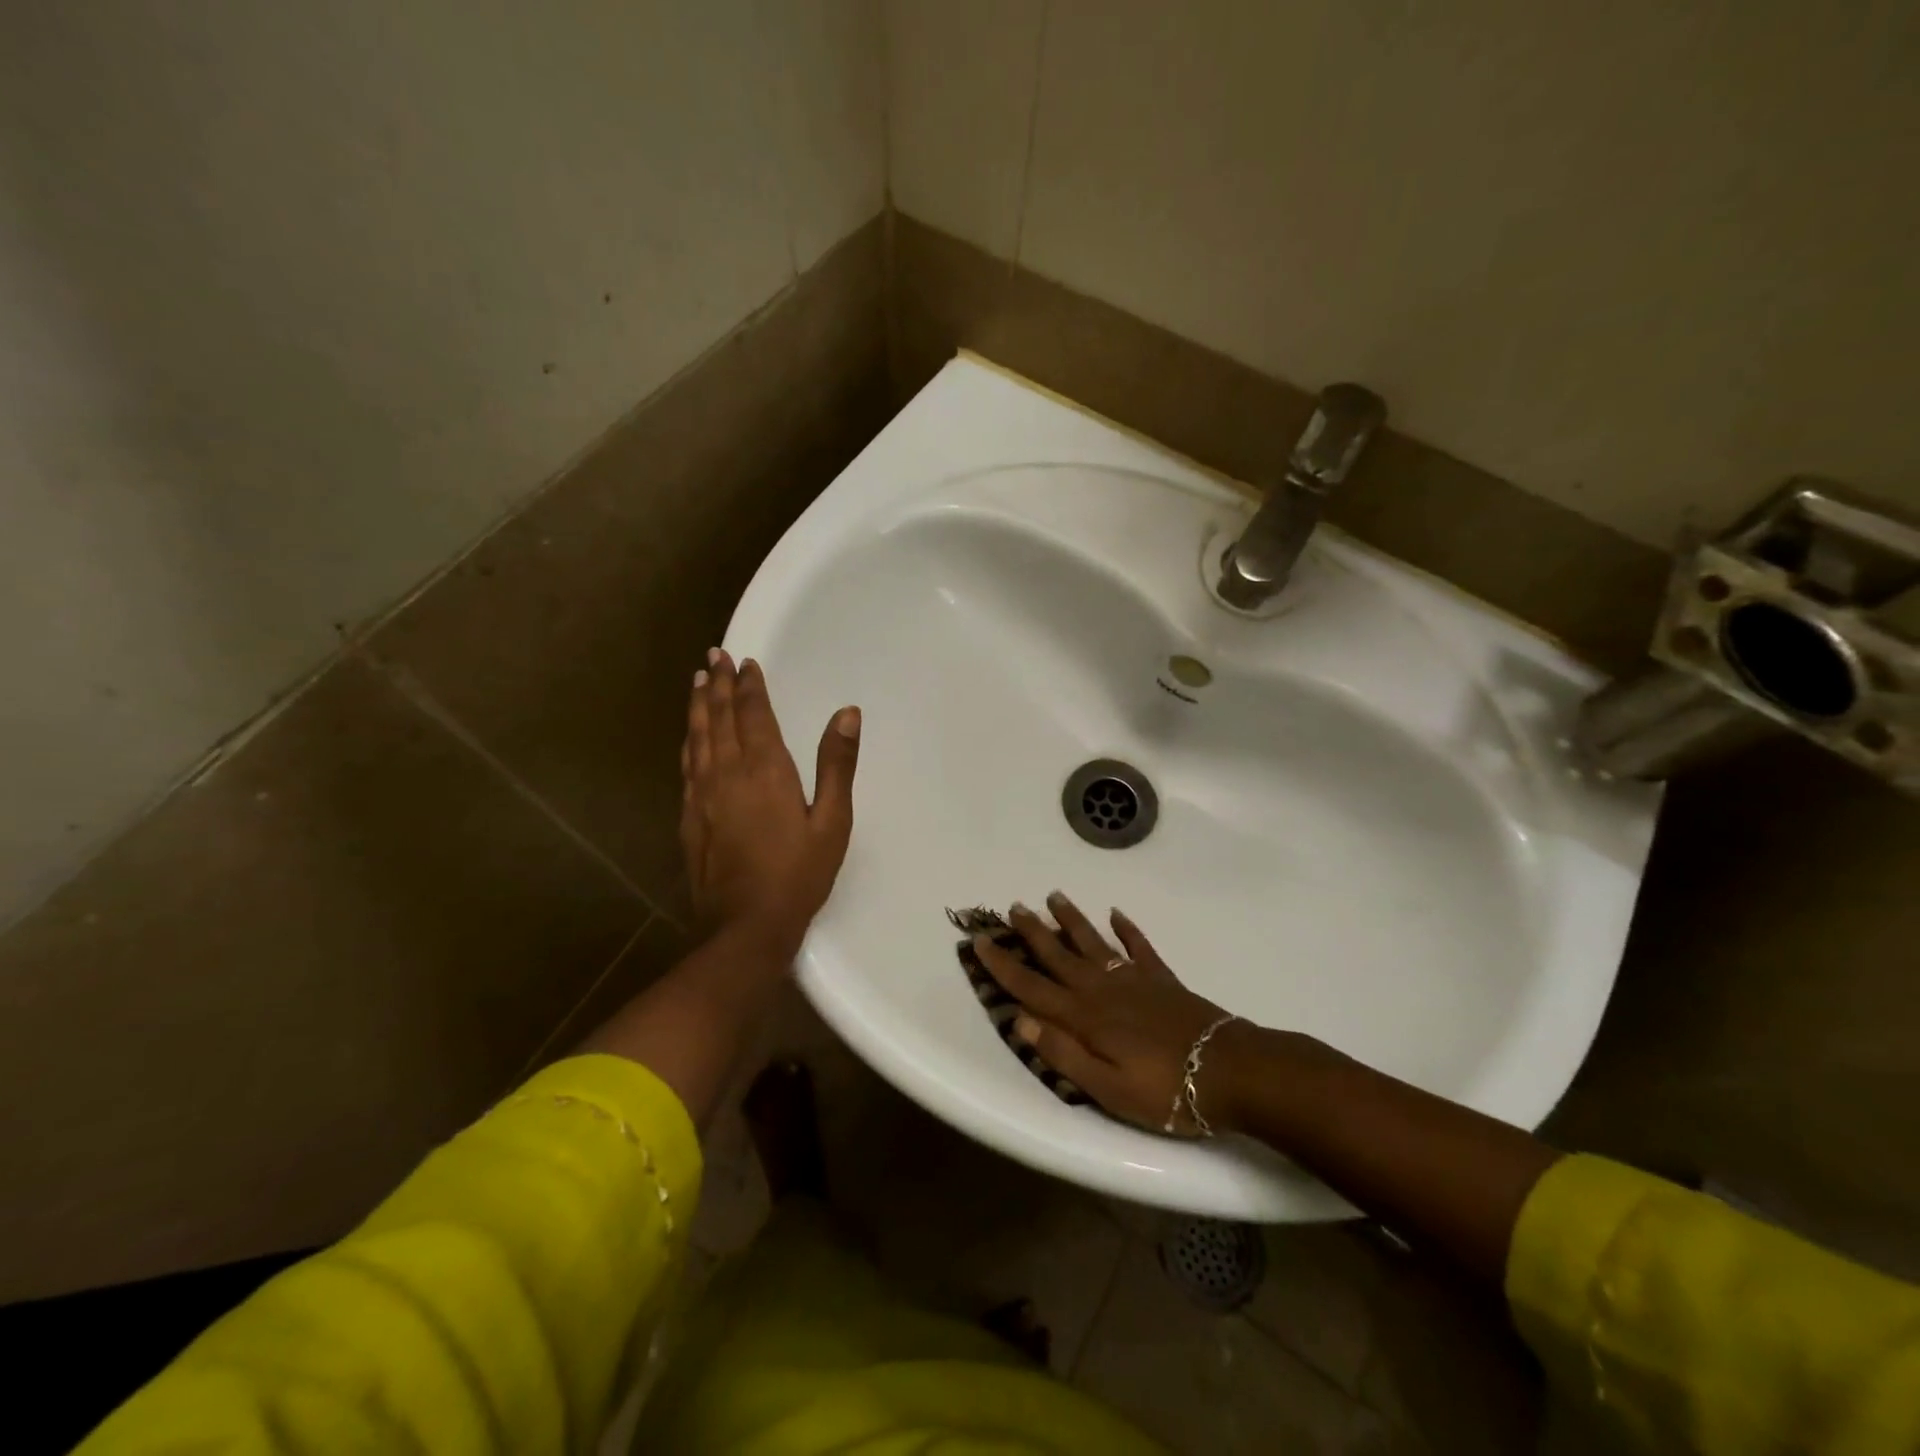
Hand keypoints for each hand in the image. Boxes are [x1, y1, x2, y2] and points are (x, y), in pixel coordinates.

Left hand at [680, 650, 859, 952]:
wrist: (745, 925)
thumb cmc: (798, 873)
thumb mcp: (833, 821)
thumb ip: (837, 764)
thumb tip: (847, 712)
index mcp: (765, 770)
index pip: (754, 715)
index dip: (749, 686)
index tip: (744, 661)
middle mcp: (727, 773)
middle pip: (720, 718)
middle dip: (719, 685)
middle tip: (714, 656)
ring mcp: (702, 795)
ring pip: (698, 737)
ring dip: (699, 706)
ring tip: (699, 681)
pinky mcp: (688, 816)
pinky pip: (687, 764)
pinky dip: (689, 740)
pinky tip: (690, 734)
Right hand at [972, 892, 1245, 1136]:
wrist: (1229, 1071)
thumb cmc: (1164, 1091)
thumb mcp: (1107, 1089)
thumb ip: (1063, 1054)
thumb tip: (1020, 1020)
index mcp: (1084, 1018)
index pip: (1032, 988)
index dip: (1004, 966)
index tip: (981, 941)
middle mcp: (1102, 990)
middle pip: (1058, 955)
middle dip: (1032, 932)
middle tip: (1013, 906)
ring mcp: (1133, 979)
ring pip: (1093, 942)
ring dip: (1071, 920)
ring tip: (1053, 896)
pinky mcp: (1161, 979)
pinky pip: (1139, 946)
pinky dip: (1127, 929)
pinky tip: (1117, 914)